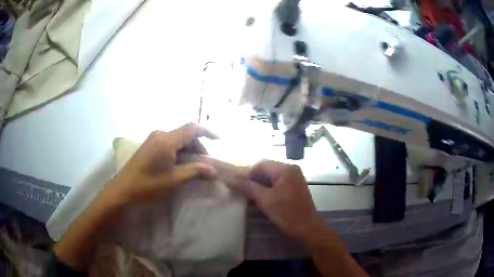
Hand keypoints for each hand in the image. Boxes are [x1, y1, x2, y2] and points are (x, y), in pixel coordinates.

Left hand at [105, 123, 217, 204]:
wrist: (123, 190)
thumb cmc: (148, 185)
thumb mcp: (174, 179)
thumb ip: (195, 171)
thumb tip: (214, 171)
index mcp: (166, 140)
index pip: (191, 128)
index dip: (207, 131)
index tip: (219, 140)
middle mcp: (160, 134)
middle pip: (185, 133)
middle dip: (198, 145)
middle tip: (204, 163)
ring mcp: (153, 138)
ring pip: (177, 138)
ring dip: (188, 148)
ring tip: (193, 165)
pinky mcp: (149, 144)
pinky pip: (169, 142)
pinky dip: (178, 150)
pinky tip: (179, 163)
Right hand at [230, 160, 320, 241]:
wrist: (308, 229)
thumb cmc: (287, 214)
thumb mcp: (264, 200)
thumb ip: (246, 186)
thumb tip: (228, 177)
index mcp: (286, 169)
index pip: (260, 165)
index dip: (247, 175)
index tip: (239, 188)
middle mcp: (292, 169)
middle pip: (266, 170)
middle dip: (253, 180)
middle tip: (244, 193)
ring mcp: (295, 178)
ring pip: (271, 177)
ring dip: (260, 186)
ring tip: (251, 197)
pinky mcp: (295, 187)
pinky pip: (278, 183)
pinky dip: (269, 189)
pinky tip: (263, 200)